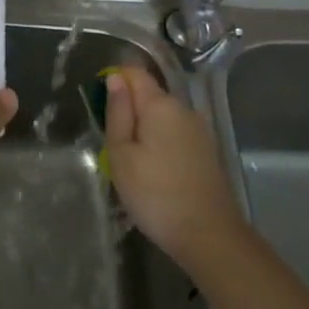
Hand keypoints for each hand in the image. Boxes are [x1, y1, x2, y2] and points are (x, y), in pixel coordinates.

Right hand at [104, 67, 245, 271]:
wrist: (208, 235)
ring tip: (131, 162)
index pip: (134, 73)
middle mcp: (184, 108)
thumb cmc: (155, 193)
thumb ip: (117, 113)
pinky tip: (154, 170)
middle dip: (128, 109)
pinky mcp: (206, 151)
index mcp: (160, 104)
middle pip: (150, 94)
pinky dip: (160, 142)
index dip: (114, 80)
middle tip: (112, 144)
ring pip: (163, 116)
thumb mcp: (121, 154)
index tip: (100, 106)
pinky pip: (175, 134)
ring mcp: (199, 130)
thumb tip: (115, 80)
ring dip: (144, 128)